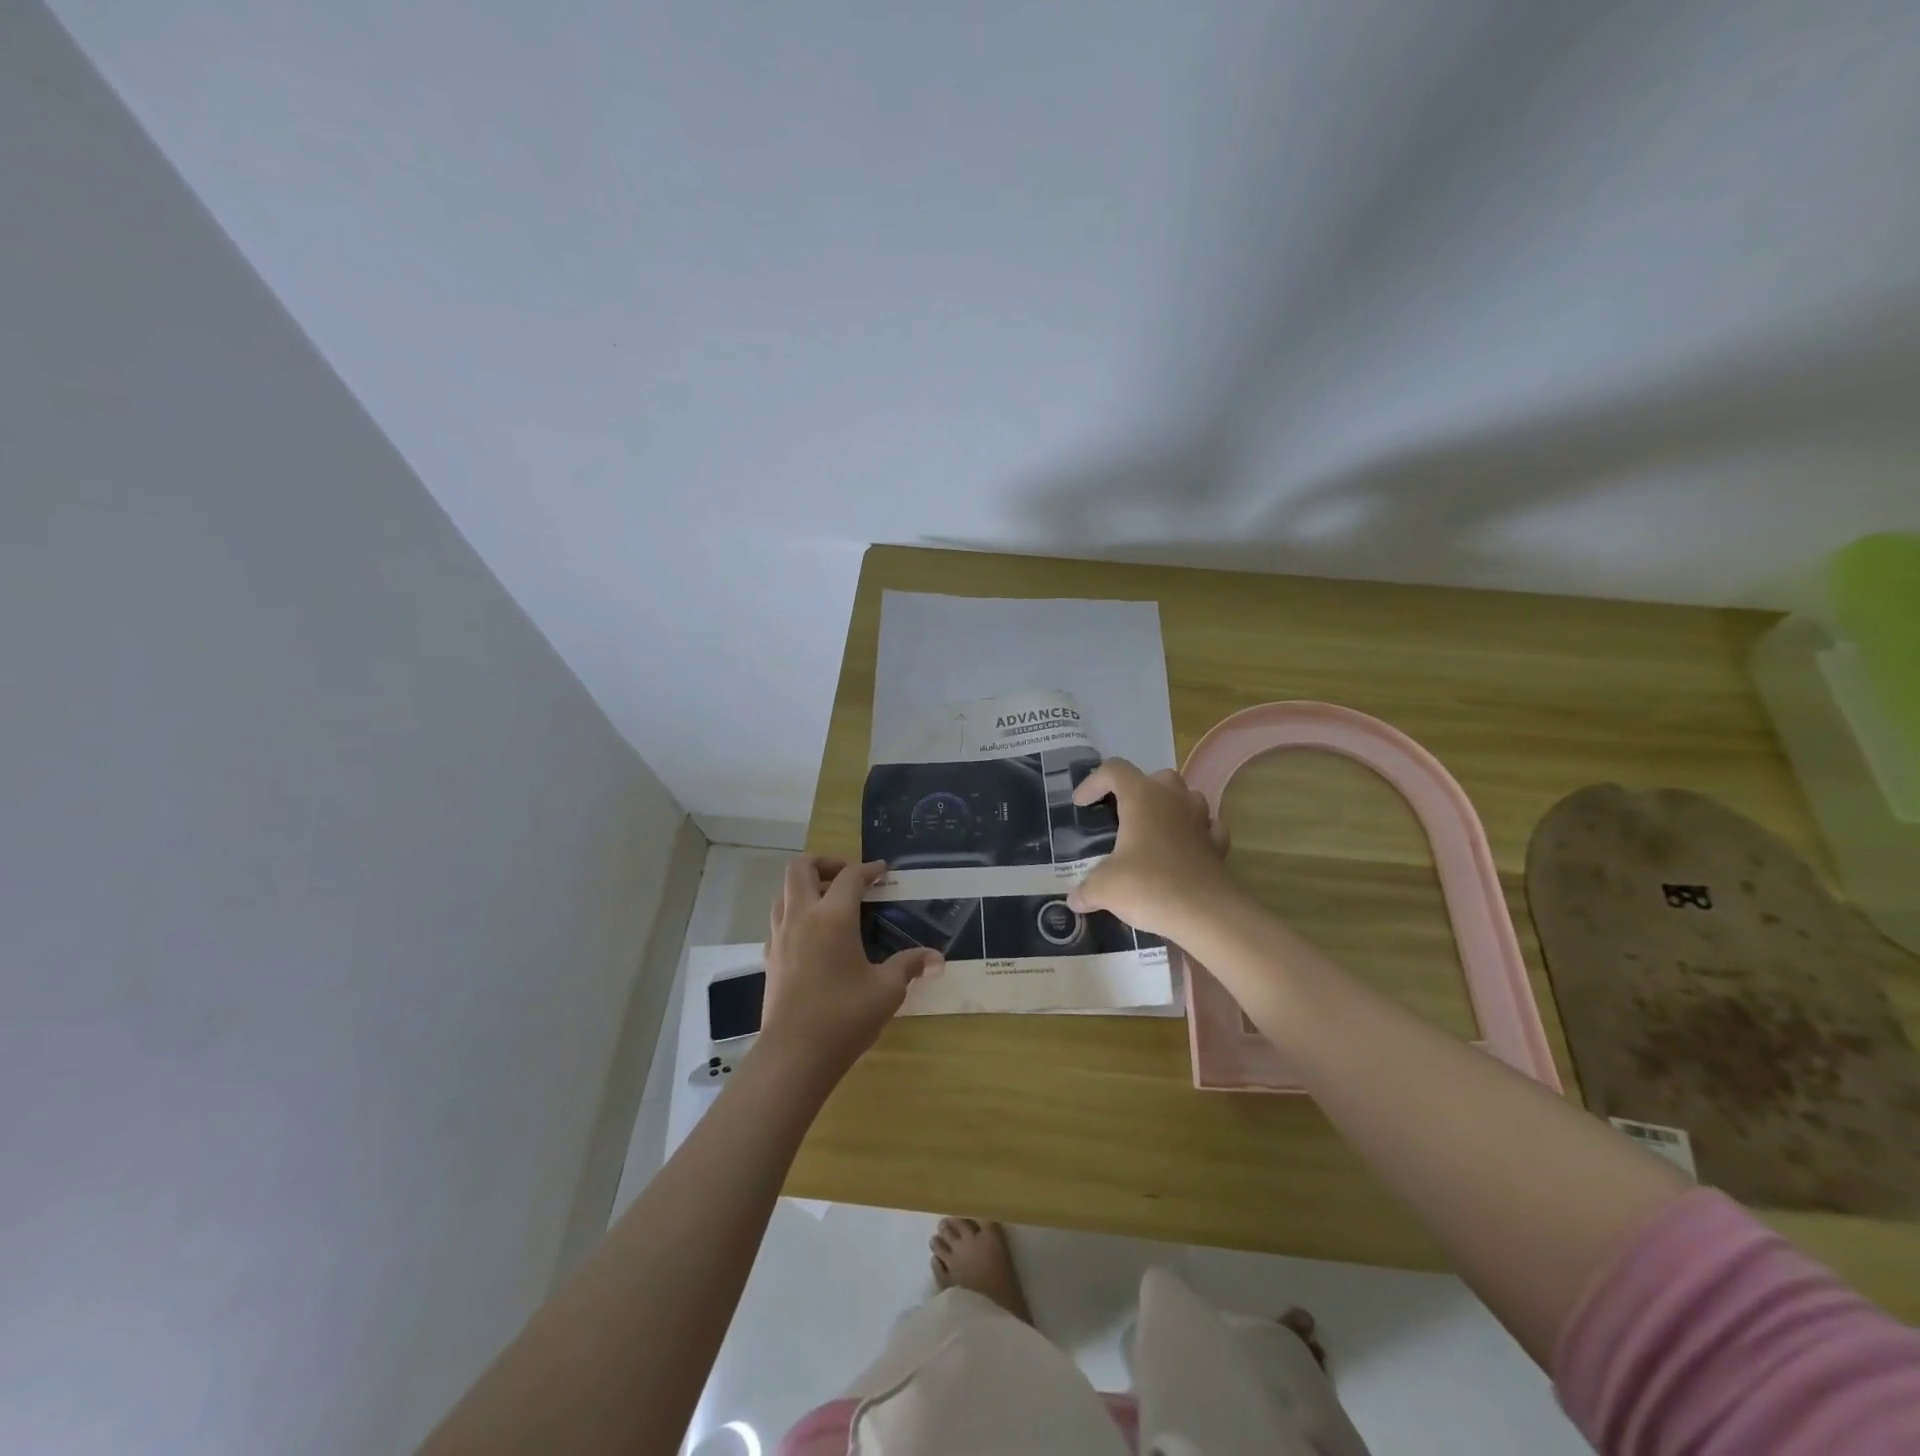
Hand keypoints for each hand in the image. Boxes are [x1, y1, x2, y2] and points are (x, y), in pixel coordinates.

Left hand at [760, 857, 940, 1078]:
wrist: (794, 1055)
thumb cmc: (844, 1016)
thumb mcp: (887, 990)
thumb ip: (909, 965)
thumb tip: (935, 958)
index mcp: (833, 917)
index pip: (850, 876)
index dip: (869, 869)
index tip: (883, 870)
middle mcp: (802, 917)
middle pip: (802, 868)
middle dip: (826, 863)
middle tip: (849, 877)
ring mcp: (780, 936)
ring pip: (784, 892)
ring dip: (807, 886)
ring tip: (831, 902)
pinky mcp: (770, 957)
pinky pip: (779, 919)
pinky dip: (796, 913)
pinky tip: (814, 935)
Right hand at [1066, 759, 1238, 939]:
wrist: (1205, 914)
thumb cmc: (1149, 886)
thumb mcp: (1105, 887)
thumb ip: (1086, 888)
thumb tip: (1075, 899)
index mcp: (1142, 797)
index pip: (1113, 770)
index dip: (1093, 783)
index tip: (1081, 805)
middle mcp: (1174, 799)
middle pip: (1155, 778)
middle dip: (1137, 791)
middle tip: (1121, 816)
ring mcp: (1200, 820)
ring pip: (1185, 798)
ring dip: (1168, 808)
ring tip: (1150, 832)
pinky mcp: (1218, 845)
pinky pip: (1206, 827)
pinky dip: (1193, 833)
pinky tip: (1182, 851)